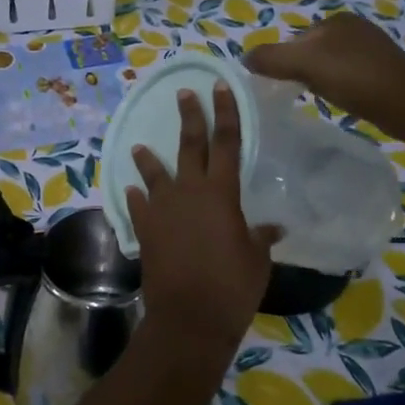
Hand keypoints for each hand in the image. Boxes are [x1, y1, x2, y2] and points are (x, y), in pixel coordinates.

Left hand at [125, 86, 280, 348]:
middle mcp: (189, 192)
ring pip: (154, 173)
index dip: (225, 112)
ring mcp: (162, 209)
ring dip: (148, 158)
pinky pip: (138, 205)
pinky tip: (131, 190)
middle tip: (183, 94)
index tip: (219, 87)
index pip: (226, 142)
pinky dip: (135, 196)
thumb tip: (273, 227)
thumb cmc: (233, 286)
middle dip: (189, 117)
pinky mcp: (144, 229)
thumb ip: (261, 237)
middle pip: (189, 146)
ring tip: (140, 145)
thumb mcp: (257, 259)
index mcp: (221, 193)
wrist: (190, 317)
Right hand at [246, 11, 404, 118]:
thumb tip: (245, 58)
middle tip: (299, 92)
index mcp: (336, 19)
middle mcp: (355, 27)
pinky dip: (341, 86)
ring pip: (331, 64)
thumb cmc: (352, 77)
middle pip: (312, 51)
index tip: (282, 83)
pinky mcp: (384, 70)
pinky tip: (343, 100)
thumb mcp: (303, 63)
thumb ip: (271, 57)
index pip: (295, 39)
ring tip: (321, 98)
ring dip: (322, 79)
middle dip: (303, 69)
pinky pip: (350, 76)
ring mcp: (373, 48)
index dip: (284, 60)